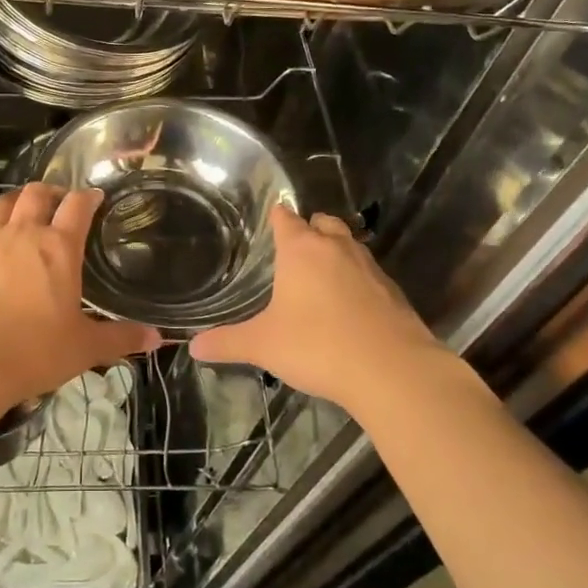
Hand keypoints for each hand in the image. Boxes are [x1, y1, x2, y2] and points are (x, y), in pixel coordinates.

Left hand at [0, 182, 158, 411]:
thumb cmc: (32, 353)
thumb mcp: (84, 349)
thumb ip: (120, 338)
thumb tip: (156, 338)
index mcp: (58, 247)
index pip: (77, 205)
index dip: (88, 197)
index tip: (94, 197)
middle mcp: (21, 233)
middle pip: (36, 193)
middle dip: (51, 192)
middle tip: (58, 204)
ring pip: (1, 204)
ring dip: (16, 203)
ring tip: (22, 214)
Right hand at [191, 206, 470, 415]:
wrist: (392, 371)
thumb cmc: (318, 346)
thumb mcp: (263, 346)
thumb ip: (227, 343)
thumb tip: (193, 347)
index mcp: (302, 250)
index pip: (286, 218)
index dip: (276, 217)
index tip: (269, 219)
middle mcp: (337, 248)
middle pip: (323, 223)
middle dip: (309, 229)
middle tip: (293, 249)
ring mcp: (370, 268)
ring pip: (349, 245)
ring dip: (335, 253)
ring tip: (320, 276)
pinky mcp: (393, 292)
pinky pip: (369, 274)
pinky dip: (357, 280)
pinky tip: (348, 306)